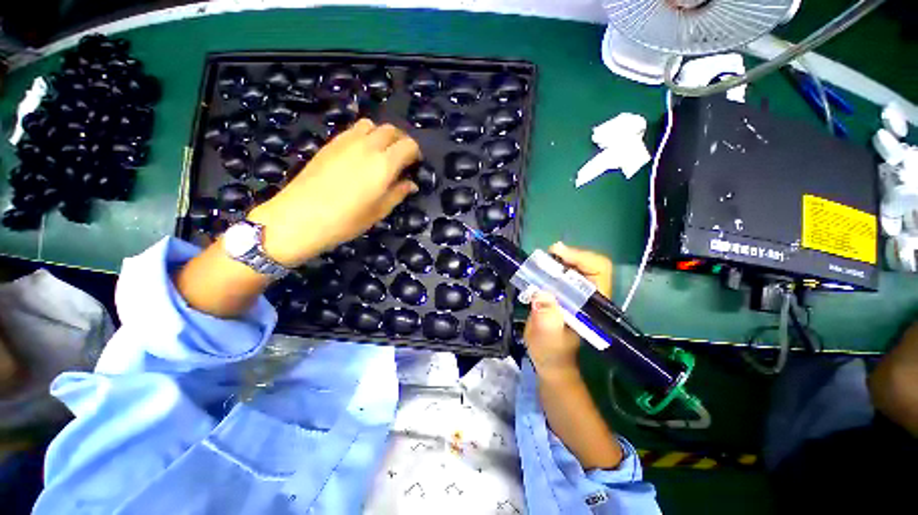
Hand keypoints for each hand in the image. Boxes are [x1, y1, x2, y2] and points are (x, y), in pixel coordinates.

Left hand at [248, 119, 419, 266]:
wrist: (300, 217)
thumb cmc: (346, 220)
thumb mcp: (379, 211)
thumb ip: (398, 193)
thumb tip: (411, 184)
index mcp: (384, 165)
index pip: (408, 145)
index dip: (415, 153)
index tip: (414, 165)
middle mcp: (367, 146)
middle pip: (391, 130)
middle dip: (400, 141)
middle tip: (400, 158)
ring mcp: (346, 142)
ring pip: (371, 125)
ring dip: (381, 135)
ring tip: (380, 153)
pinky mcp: (330, 143)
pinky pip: (353, 130)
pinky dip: (363, 136)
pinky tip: (359, 155)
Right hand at [523, 242, 612, 379]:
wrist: (549, 360)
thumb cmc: (551, 353)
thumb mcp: (547, 338)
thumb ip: (547, 320)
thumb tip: (541, 293)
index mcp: (593, 306)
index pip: (599, 270)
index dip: (581, 257)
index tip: (557, 254)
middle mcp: (589, 296)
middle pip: (588, 263)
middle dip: (567, 256)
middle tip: (545, 256)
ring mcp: (578, 294)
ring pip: (575, 266)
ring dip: (557, 260)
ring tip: (539, 262)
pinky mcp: (566, 294)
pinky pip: (562, 273)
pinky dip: (550, 267)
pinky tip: (539, 271)